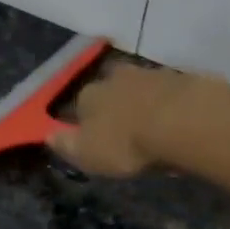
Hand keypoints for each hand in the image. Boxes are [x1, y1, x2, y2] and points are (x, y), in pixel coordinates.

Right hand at [47, 62, 221, 176]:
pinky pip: (166, 91)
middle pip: (110, 90)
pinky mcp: (179, 78)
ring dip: (141, 102)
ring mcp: (149, 73)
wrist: (182, 121)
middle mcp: (115, 77)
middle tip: (124, 130)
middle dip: (114, 106)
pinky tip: (174, 119)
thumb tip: (48, 135)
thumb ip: (66, 145)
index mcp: (88, 96)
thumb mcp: (87, 154)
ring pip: (139, 87)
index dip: (85, 121)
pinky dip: (167, 103)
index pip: (79, 105)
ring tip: (151, 126)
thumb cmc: (126, 143)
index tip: (95, 138)